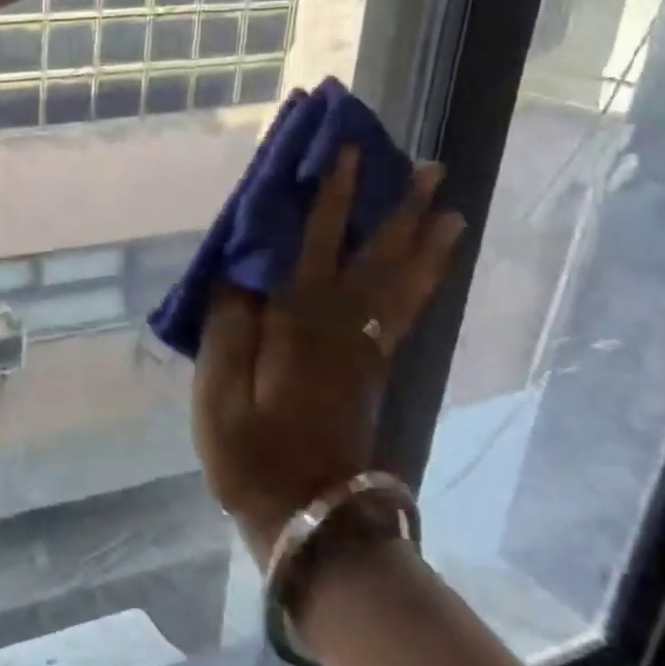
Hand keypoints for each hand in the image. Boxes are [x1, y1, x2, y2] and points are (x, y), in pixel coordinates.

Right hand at [193, 148, 464, 565]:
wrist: (308, 516)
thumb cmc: (250, 454)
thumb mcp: (217, 392)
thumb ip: (227, 326)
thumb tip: (236, 268)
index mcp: (299, 323)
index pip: (315, 242)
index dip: (329, 194)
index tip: (343, 149)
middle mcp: (343, 325)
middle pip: (376, 254)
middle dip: (398, 205)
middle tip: (428, 164)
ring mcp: (365, 347)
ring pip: (403, 280)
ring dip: (424, 237)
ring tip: (447, 202)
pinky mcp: (373, 368)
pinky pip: (406, 311)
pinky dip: (425, 280)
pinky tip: (436, 262)